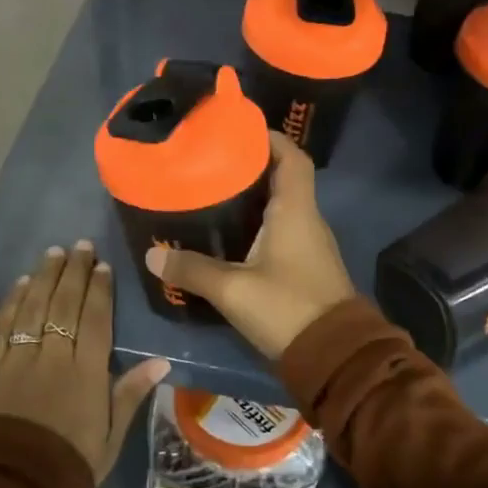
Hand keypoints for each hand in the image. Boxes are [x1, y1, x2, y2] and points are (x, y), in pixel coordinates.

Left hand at [0, 241, 168, 481]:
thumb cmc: (67, 470)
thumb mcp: (110, 440)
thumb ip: (130, 395)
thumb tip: (161, 361)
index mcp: (86, 374)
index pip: (95, 319)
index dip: (99, 289)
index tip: (102, 265)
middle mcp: (52, 357)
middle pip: (64, 304)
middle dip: (73, 271)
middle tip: (80, 245)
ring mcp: (16, 359)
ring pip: (33, 306)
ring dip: (44, 276)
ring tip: (54, 252)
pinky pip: (2, 326)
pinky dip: (13, 301)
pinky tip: (21, 284)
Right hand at [145, 133, 355, 361]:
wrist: (335, 357)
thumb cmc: (287, 309)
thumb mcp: (233, 290)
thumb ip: (193, 271)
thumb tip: (152, 257)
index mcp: (296, 210)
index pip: (291, 157)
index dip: (270, 138)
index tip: (238, 130)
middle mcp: (307, 219)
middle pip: (284, 177)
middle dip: (252, 164)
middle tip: (211, 160)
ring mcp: (309, 244)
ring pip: (282, 204)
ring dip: (254, 195)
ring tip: (213, 191)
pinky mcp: (306, 266)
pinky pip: (282, 228)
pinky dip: (259, 221)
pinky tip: (230, 233)